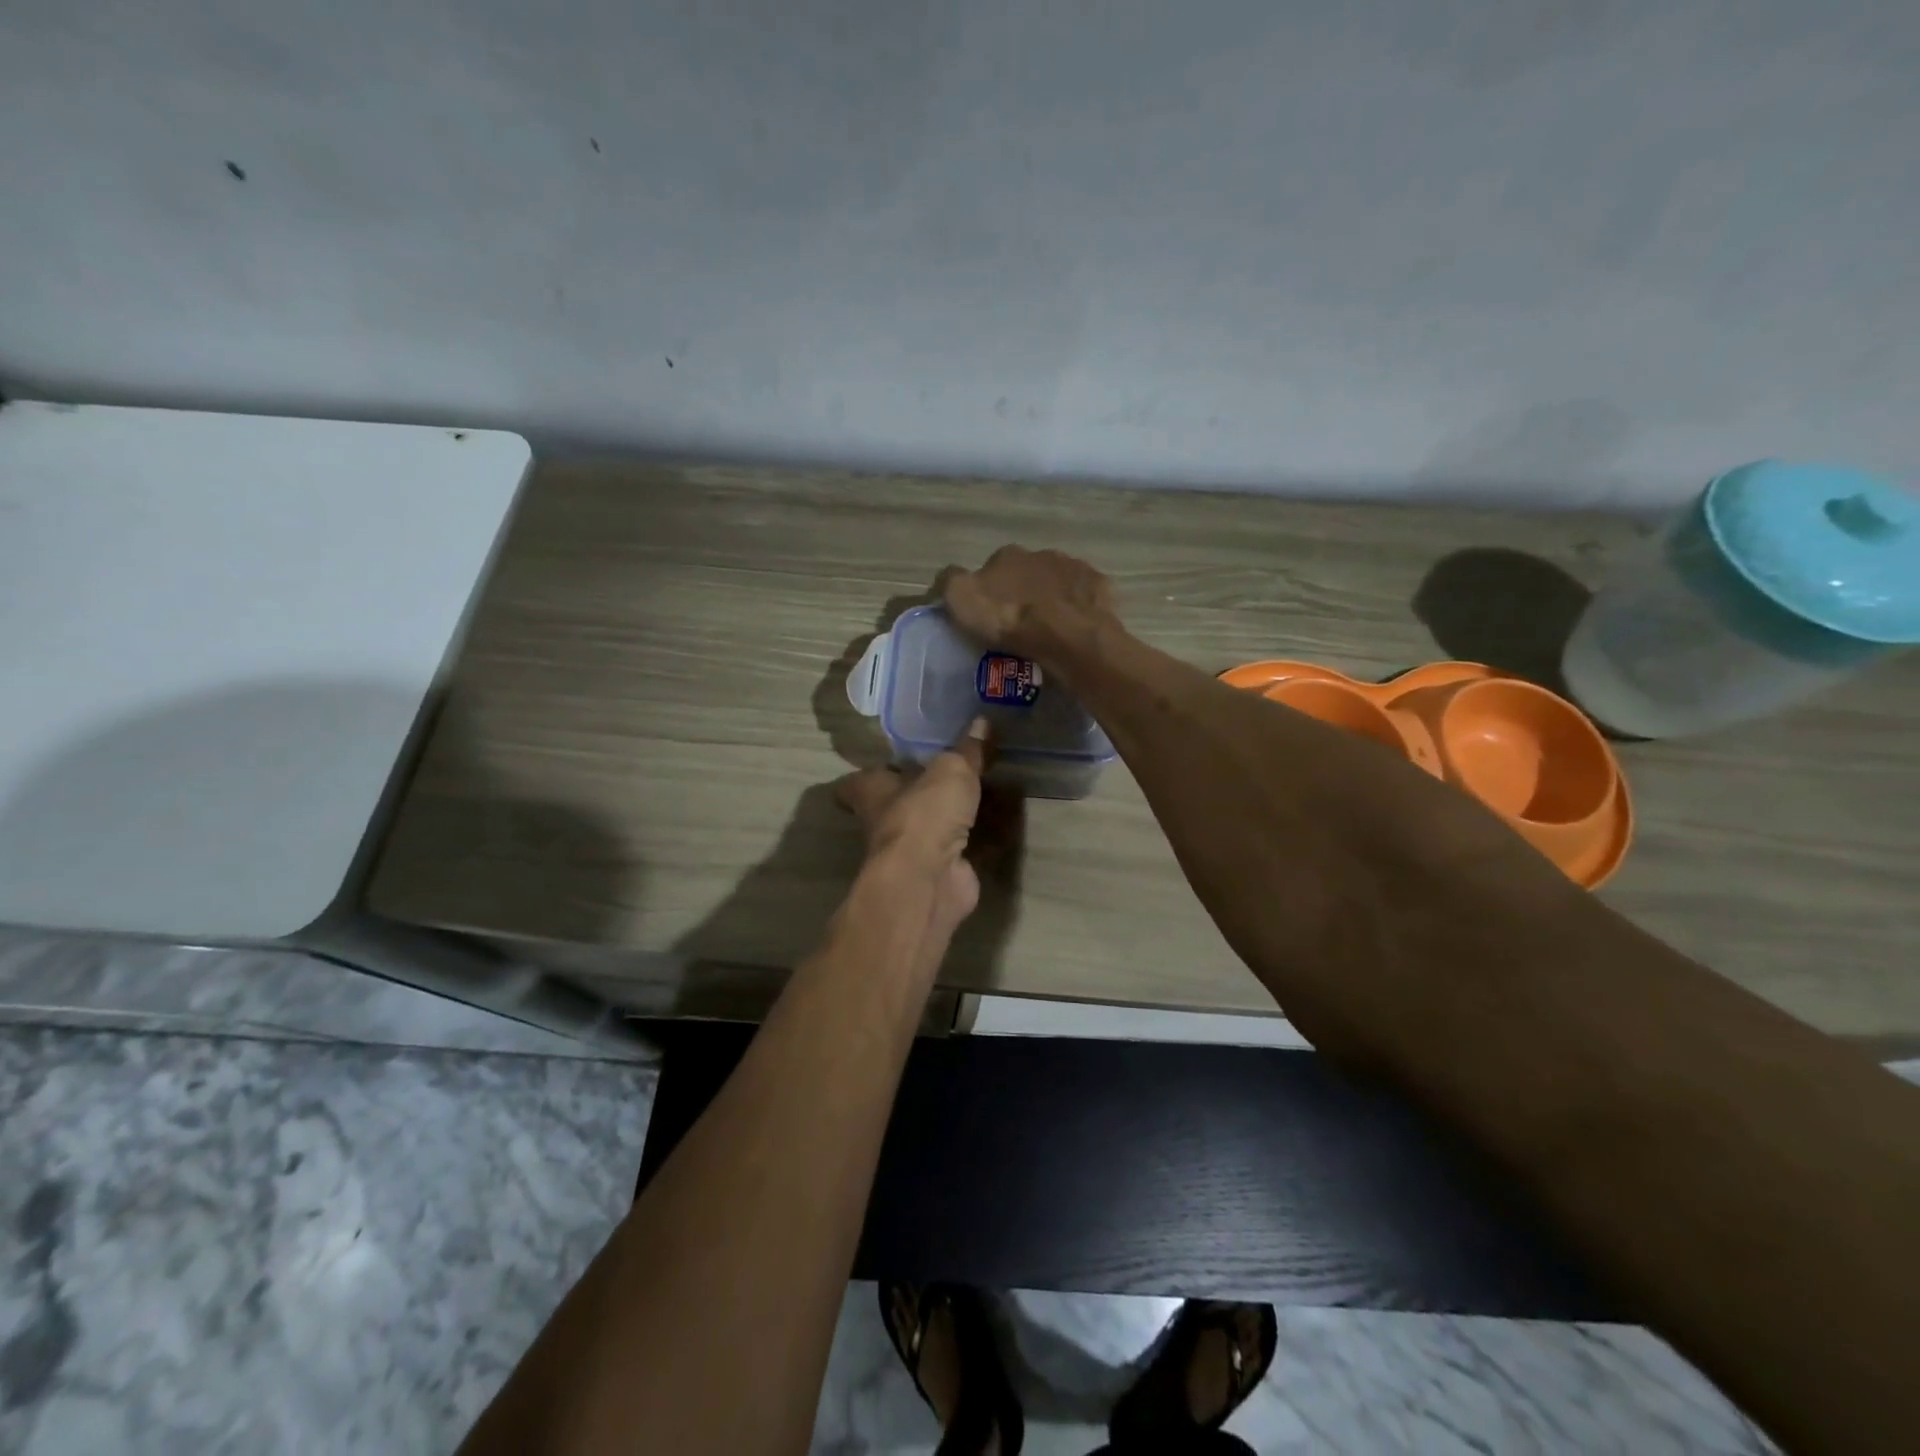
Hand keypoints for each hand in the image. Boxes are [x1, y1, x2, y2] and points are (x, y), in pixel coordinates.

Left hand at [835, 719, 988, 942]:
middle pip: (899, 803)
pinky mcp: (940, 872)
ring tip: (983, 791)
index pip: (857, 782)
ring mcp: (912, 852)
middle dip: (921, 791)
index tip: (889, 761)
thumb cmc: (924, 814)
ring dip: (952, 816)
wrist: (930, 879)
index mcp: (873, 792)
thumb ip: (966, 750)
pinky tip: (1002, 826)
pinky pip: (961, 850)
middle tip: (952, 769)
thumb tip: (981, 721)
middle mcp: (886, 822)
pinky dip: (979, 841)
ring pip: (931, 827)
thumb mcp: (951, 770)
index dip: (872, 772)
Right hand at [943, 546, 1118, 667]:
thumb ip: (950, 583)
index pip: (991, 570)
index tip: (990, 618)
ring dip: (1051, 601)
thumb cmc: (1010, 619)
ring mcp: (1074, 568)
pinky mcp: (1099, 588)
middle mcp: (1041, 553)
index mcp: (1006, 556)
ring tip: (1048, 632)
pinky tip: (1073, 630)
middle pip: (1026, 575)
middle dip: (1023, 595)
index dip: (989, 593)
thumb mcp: (962, 601)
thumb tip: (947, 579)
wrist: (1067, 636)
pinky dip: (1077, 610)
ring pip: (1057, 584)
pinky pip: (1084, 598)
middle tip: (1019, 627)